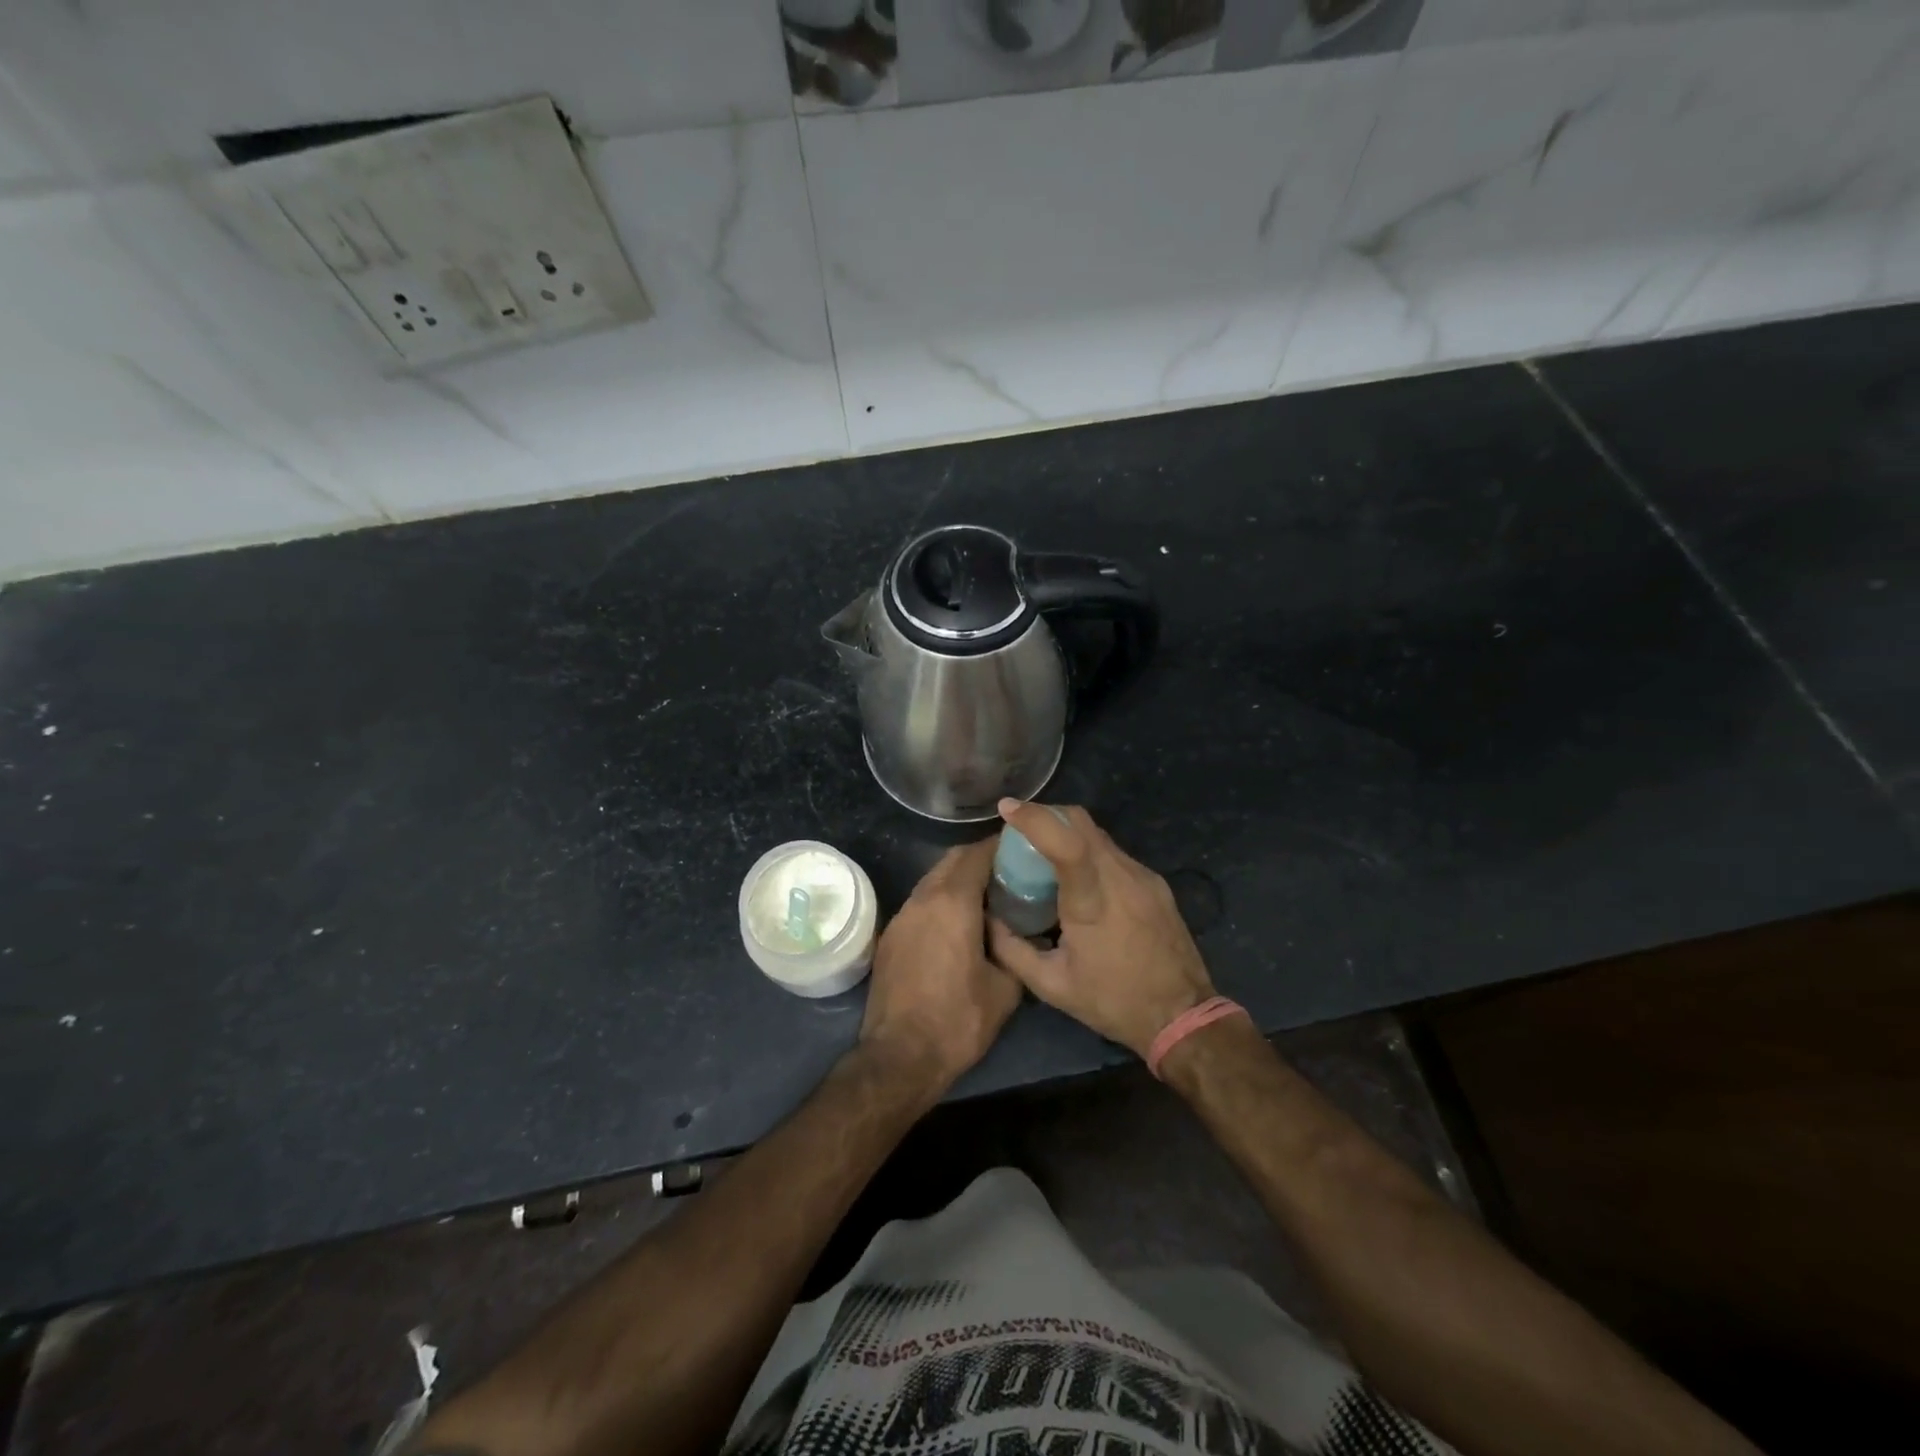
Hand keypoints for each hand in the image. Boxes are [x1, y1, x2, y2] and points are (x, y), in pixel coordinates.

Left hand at [857, 837, 1022, 1095]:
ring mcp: (902, 916)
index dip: (1001, 846)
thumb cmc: (958, 1021)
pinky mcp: (890, 936)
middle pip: (952, 860)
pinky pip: (921, 903)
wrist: (899, 1057)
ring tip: (986, 896)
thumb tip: (1020, 934)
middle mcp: (923, 898)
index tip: (1022, 848)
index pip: (978, 854)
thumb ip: (1015, 949)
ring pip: (933, 880)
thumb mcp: (1005, 988)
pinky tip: (958, 922)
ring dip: (958, 879)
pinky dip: (941, 900)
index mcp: (953, 902)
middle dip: (980, 858)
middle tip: (1009, 871)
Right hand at [987, 801, 1214, 1058]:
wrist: (1183, 1016)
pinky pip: (1114, 853)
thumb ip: (1012, 949)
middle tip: (1020, 831)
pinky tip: (1079, 879)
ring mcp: (1143, 876)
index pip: (1067, 843)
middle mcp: (1122, 878)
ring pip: (1098, 834)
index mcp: (1093, 902)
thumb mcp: (1052, 986)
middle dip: (1047, 815)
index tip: (1007, 808)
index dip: (1036, 818)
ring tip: (1045, 856)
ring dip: (1068, 833)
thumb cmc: (1113, 1002)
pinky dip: (1089, 852)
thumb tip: (988, 919)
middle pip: (1082, 822)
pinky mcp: (1155, 883)